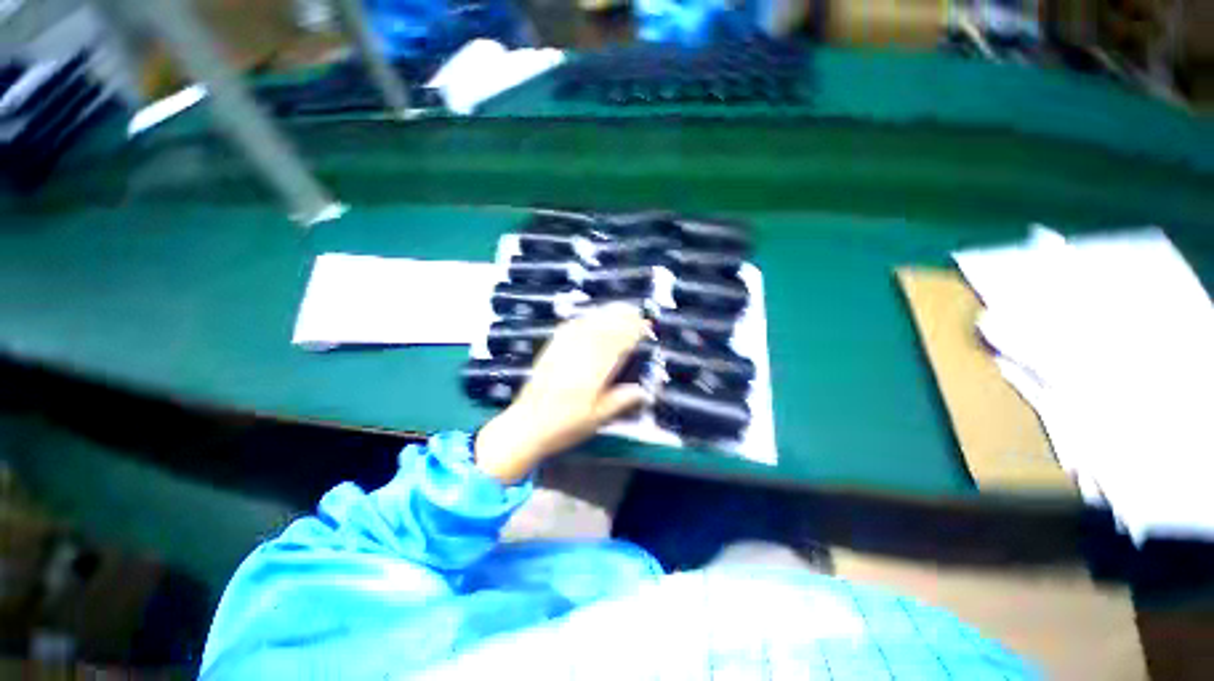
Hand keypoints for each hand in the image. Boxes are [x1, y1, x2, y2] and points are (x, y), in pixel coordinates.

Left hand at [474, 304, 650, 483]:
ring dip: (604, 315)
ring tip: (619, 309)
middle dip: (621, 318)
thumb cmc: (564, 426)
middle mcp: (578, 356)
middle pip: (603, 329)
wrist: (526, 426)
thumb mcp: (596, 419)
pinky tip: (589, 318)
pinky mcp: (550, 351)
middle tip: (636, 312)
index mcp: (592, 373)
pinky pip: (568, 329)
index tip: (644, 327)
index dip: (632, 332)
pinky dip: (582, 320)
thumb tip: (642, 390)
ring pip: (587, 326)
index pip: (616, 344)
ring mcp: (562, 351)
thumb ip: (619, 401)